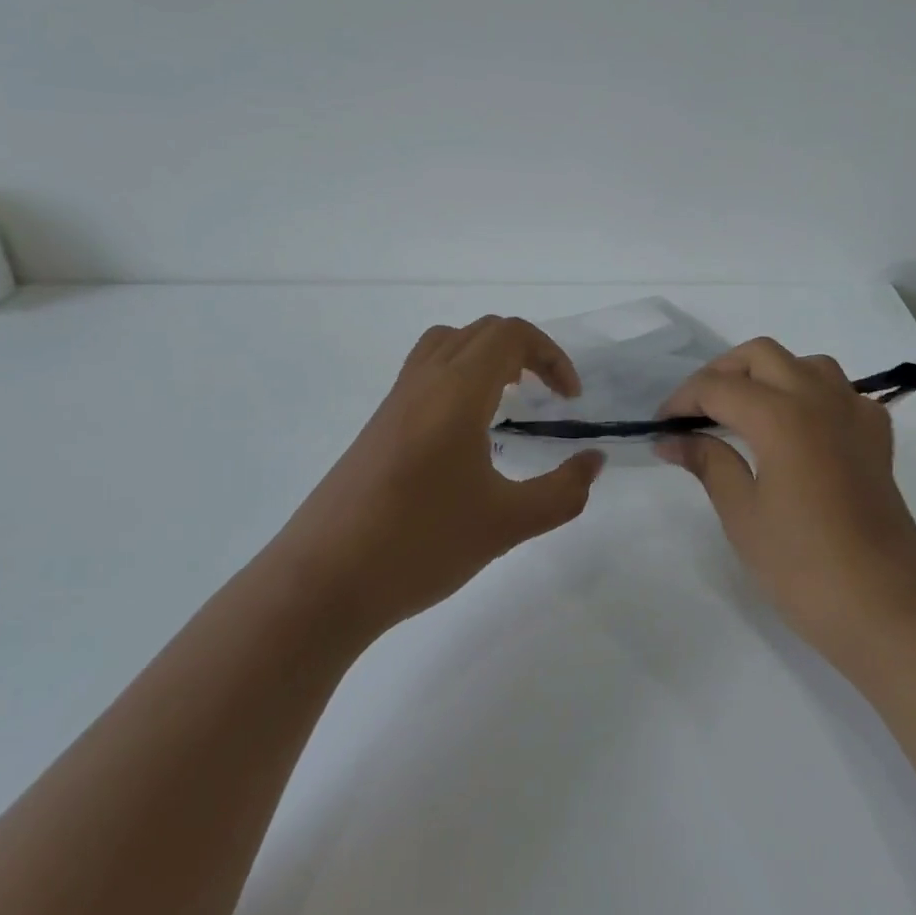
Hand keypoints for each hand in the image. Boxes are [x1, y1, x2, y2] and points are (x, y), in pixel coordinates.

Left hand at [277, 316, 605, 638]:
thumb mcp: (507, 523)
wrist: (322, 581)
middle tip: (546, 397)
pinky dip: (457, 379)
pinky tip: (465, 435)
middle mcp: (423, 382)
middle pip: (480, 332)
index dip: (550, 355)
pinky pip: (424, 374)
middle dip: (524, 352)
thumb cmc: (420, 544)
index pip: (510, 335)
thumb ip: (562, 491)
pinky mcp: (376, 427)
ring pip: (446, 346)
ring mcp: (393, 402)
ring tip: (507, 400)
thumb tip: (593, 462)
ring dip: (486, 358)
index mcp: (457, 391)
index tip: (570, 400)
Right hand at [656, 338, 915, 654]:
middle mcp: (819, 399)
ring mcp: (855, 414)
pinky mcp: (876, 437)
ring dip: (767, 375)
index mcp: (781, 416)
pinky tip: (797, 428)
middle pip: (760, 355)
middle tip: (696, 412)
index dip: (682, 400)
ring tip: (743, 412)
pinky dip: (810, 394)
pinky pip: (839, 391)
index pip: (718, 386)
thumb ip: (708, 462)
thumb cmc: (803, 567)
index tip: (661, 426)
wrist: (887, 610)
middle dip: (721, 373)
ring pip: (804, 363)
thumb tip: (671, 439)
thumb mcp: (742, 514)